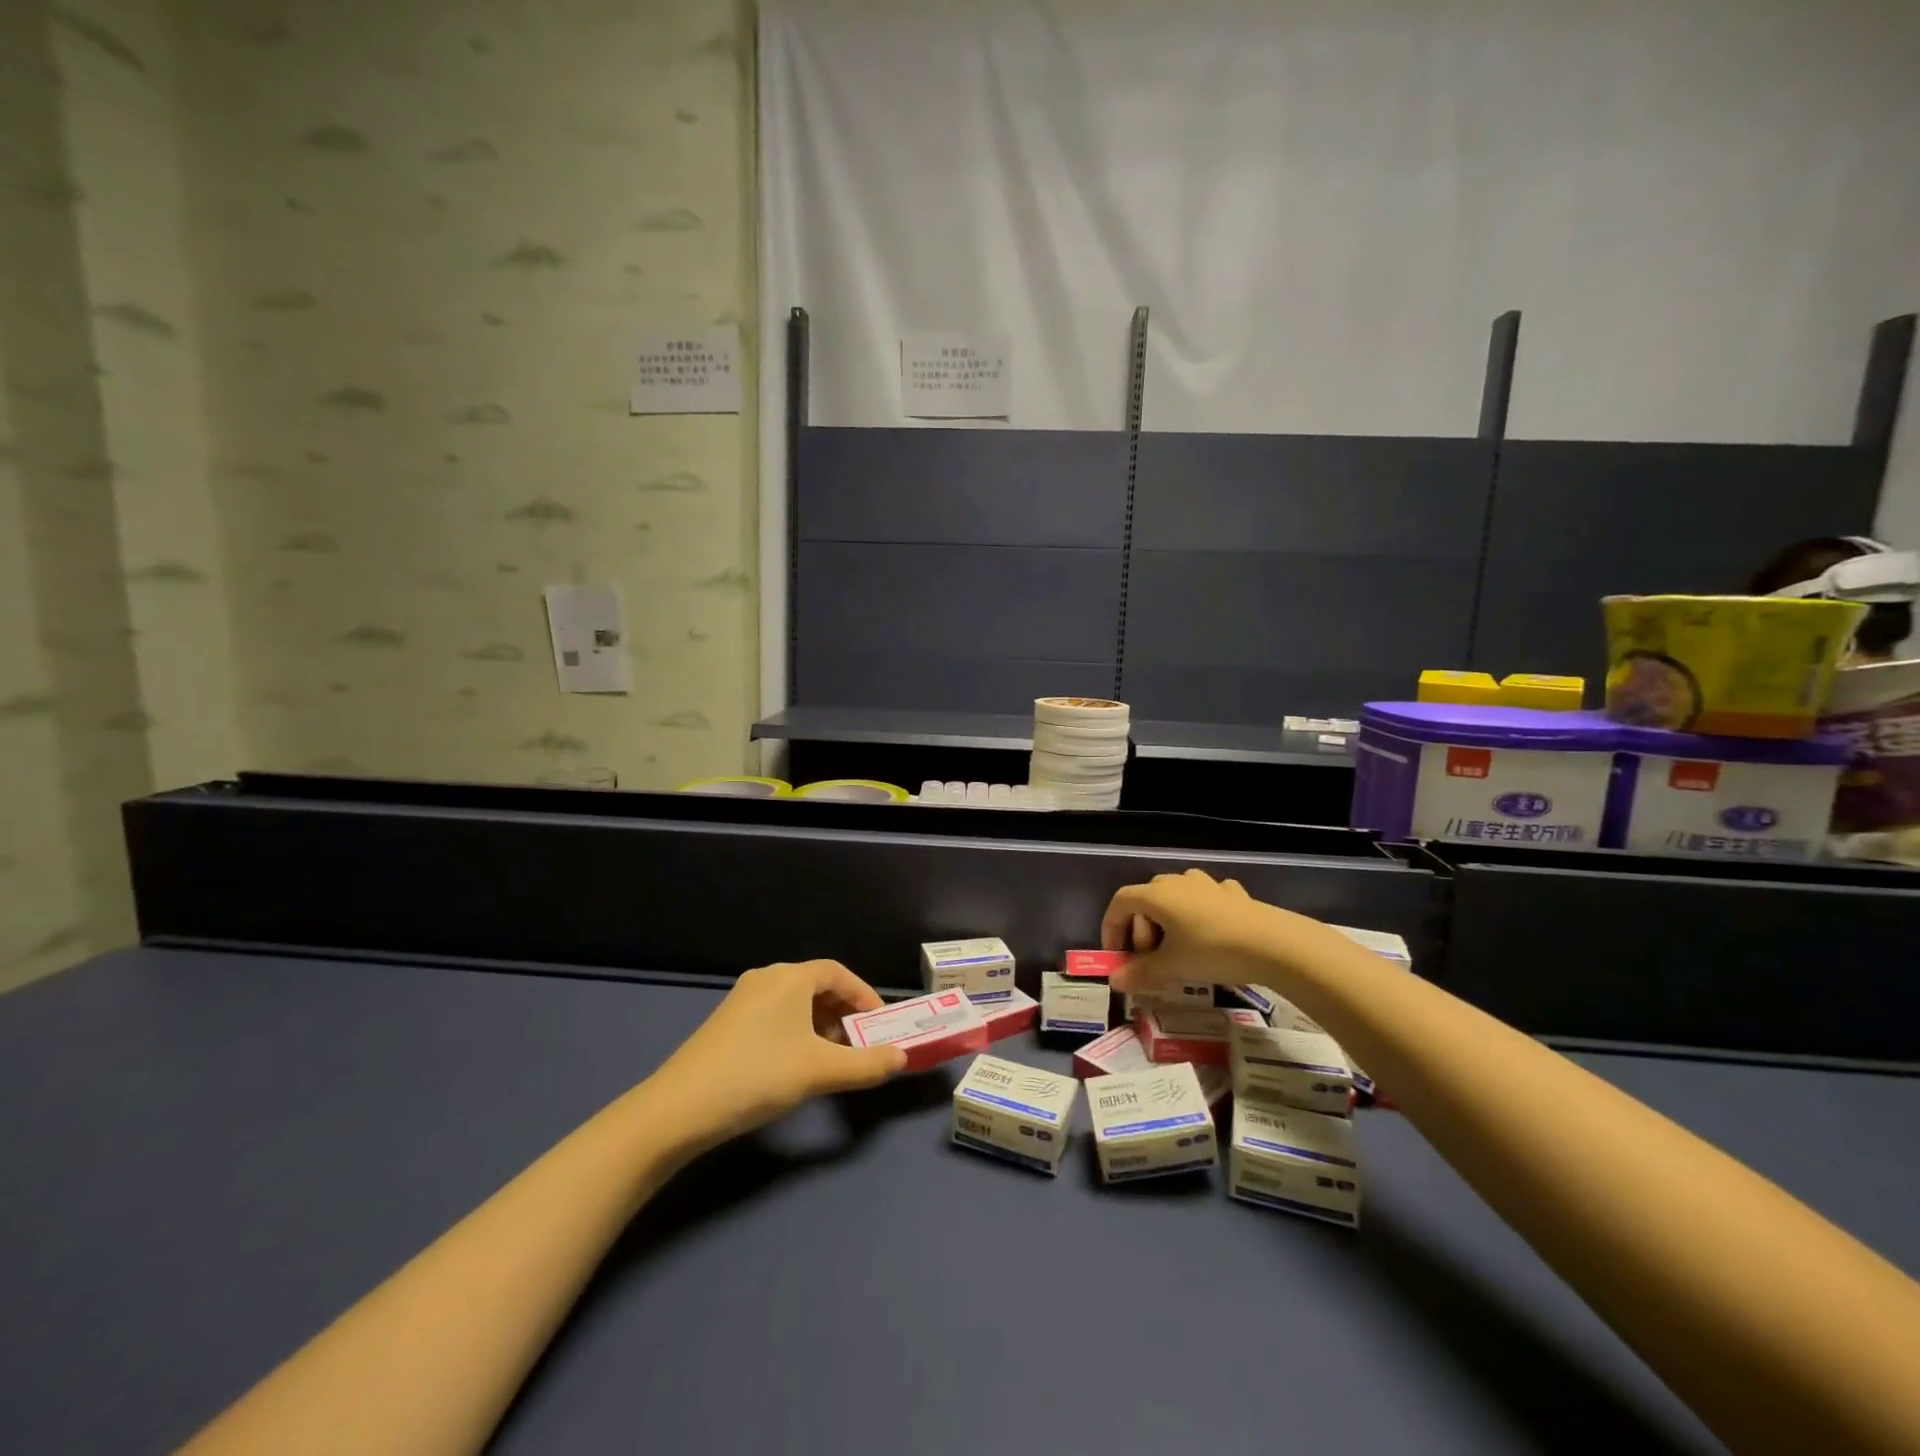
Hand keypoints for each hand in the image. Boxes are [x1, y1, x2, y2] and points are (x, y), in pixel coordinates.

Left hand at [648, 961, 907, 1148]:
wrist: (679, 1108)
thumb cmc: (758, 1076)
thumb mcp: (819, 1071)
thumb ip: (866, 1064)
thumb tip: (901, 1058)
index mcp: (790, 977)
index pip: (839, 973)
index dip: (864, 995)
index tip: (879, 1024)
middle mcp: (767, 978)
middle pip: (817, 985)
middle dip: (843, 1012)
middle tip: (860, 1043)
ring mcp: (743, 999)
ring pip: (795, 1002)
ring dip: (821, 1024)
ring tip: (832, 1057)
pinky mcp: (727, 1022)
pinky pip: (775, 1015)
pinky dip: (797, 1031)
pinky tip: (796, 1063)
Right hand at [1100, 869, 1285, 991]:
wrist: (1273, 944)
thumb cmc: (1212, 951)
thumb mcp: (1173, 967)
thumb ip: (1140, 973)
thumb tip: (1115, 981)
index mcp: (1157, 895)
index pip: (1120, 902)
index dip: (1111, 927)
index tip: (1116, 955)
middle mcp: (1178, 881)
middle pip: (1146, 899)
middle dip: (1141, 929)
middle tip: (1152, 959)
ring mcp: (1207, 884)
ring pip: (1176, 896)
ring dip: (1169, 920)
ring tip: (1180, 948)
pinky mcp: (1233, 893)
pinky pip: (1204, 899)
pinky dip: (1198, 915)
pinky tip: (1211, 934)